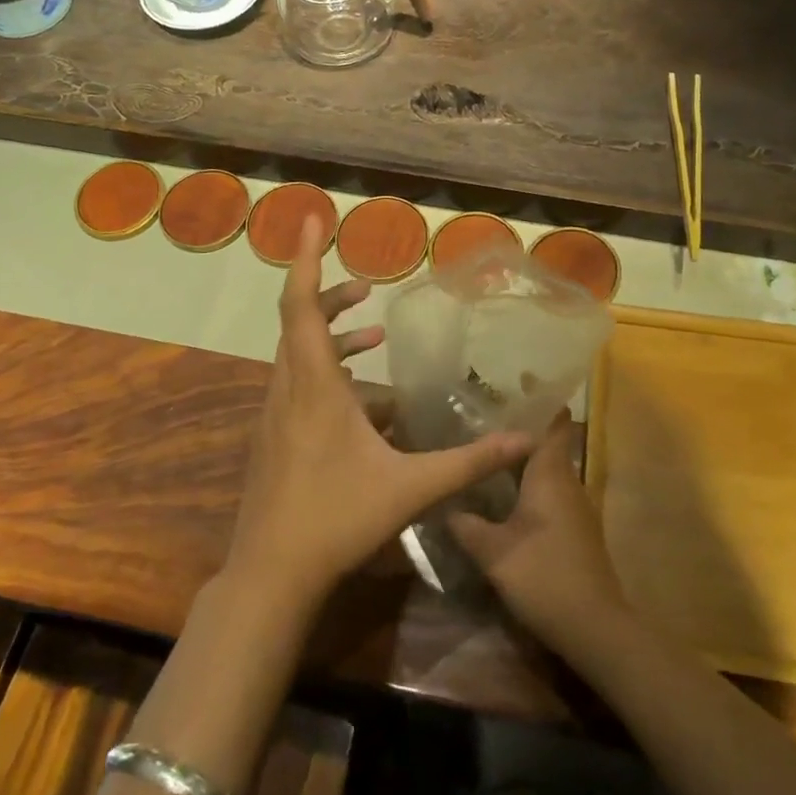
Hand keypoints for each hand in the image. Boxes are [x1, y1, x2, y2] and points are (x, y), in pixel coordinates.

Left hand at [224, 215, 534, 619]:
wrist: (271, 575)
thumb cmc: (337, 520)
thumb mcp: (411, 488)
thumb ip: (469, 462)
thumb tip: (524, 440)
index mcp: (315, 387)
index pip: (302, 305)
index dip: (306, 259)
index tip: (311, 219)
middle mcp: (289, 390)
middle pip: (299, 323)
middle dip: (331, 296)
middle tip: (366, 287)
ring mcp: (276, 416)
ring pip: (297, 355)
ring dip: (331, 337)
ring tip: (372, 336)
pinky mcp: (274, 438)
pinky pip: (298, 386)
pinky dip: (326, 373)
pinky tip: (362, 402)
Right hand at [449, 413, 630, 657]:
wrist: (595, 628)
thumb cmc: (544, 577)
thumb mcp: (494, 552)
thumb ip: (467, 525)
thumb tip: (444, 504)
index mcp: (551, 475)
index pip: (554, 423)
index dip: (541, 399)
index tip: (517, 382)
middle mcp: (567, 483)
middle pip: (548, 443)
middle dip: (520, 429)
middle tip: (481, 419)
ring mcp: (575, 508)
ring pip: (548, 471)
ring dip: (522, 460)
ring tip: (484, 453)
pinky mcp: (575, 531)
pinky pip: (550, 493)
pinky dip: (528, 485)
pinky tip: (502, 498)